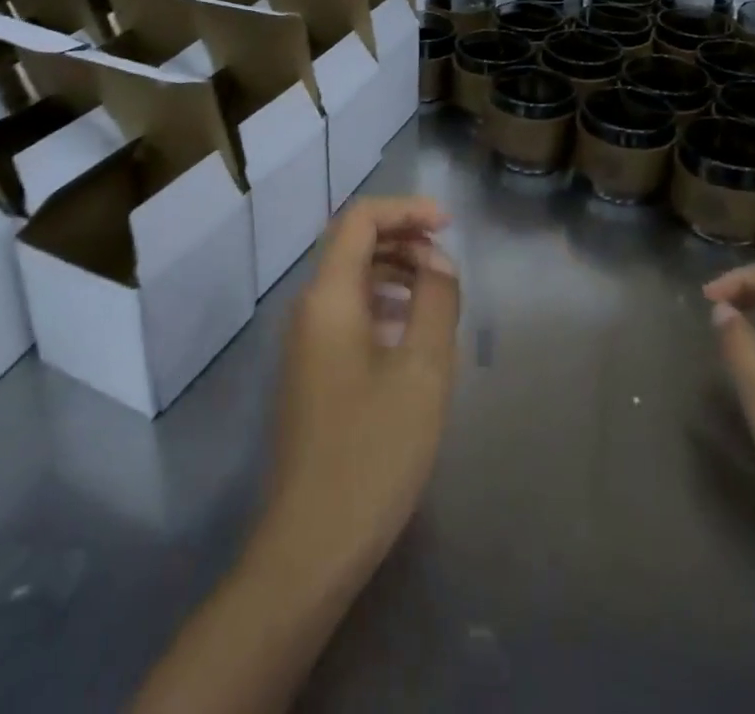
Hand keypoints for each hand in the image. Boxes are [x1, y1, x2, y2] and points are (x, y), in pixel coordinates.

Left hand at [262, 195, 459, 582]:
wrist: (310, 545)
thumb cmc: (372, 451)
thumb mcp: (421, 372)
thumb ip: (435, 302)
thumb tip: (438, 261)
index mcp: (328, 297)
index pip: (359, 220)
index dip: (405, 209)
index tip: (449, 224)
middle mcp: (308, 308)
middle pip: (352, 244)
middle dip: (401, 237)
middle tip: (448, 259)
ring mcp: (305, 342)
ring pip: (350, 280)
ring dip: (393, 270)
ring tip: (437, 292)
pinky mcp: (311, 371)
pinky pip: (347, 314)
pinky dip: (381, 304)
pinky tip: (411, 332)